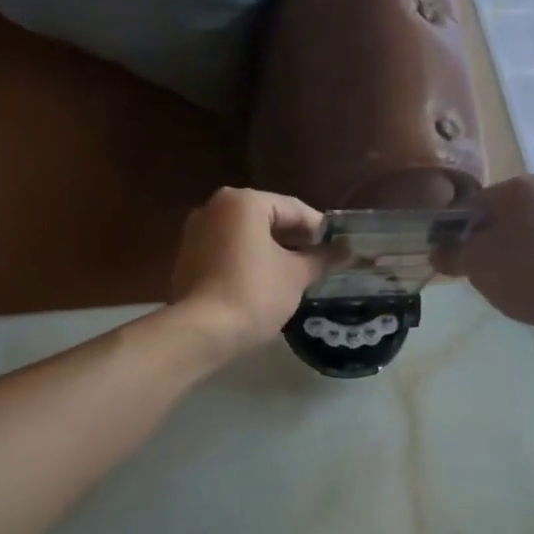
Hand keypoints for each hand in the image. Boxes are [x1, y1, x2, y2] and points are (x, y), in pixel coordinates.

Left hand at [170, 188, 331, 357]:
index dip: (320, 230)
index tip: (338, 250)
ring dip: (271, 251)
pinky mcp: (187, 257)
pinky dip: (247, 261)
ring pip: (246, 236)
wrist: (201, 332)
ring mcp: (196, 232)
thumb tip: (346, 251)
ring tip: (295, 275)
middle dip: (294, 240)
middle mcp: (215, 207)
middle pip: (267, 218)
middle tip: (319, 263)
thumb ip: (322, 258)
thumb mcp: (296, 275)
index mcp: (243, 202)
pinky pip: (227, 251)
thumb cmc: (254, 293)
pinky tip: (264, 283)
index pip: (293, 208)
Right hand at [433, 175, 533, 335]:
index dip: (456, 231)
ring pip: (525, 236)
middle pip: (501, 218)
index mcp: (523, 185)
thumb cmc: (523, 271)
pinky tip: (528, 289)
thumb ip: (450, 254)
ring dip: (509, 256)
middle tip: (475, 272)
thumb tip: (437, 252)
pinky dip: (533, 266)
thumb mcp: (474, 262)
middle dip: (485, 243)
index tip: (452, 257)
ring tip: (503, 284)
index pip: (474, 203)